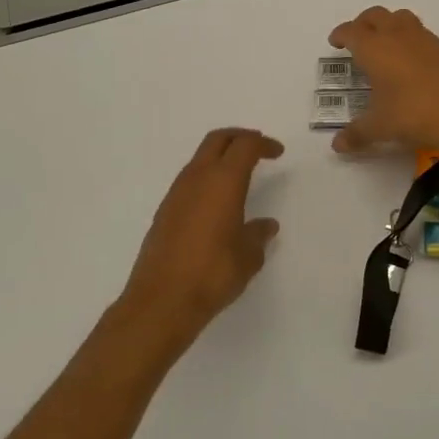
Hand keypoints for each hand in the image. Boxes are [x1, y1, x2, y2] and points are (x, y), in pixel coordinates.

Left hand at [119, 128, 282, 353]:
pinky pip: (189, 180)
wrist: (162, 300)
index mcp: (224, 181)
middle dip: (239, 137)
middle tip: (257, 147)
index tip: (277, 152)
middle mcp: (197, 178)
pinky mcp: (164, 211)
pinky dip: (206, 177)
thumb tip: (266, 225)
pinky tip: (216, 201)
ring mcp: (176, 193)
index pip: (245, 146)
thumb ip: (258, 235)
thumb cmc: (213, 273)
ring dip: (220, 156)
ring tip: (238, 173)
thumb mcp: (248, 257)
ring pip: (200, 158)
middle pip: (218, 140)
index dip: (263, 144)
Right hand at [326, 7, 438, 158]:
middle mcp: (396, 35)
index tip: (336, 42)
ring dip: (388, 24)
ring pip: (400, 17)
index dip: (340, 35)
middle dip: (362, 24)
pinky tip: (411, 60)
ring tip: (385, 44)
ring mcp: (423, 38)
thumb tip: (338, 145)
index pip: (351, 31)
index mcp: (374, 48)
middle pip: (375, 15)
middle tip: (357, 40)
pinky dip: (409, 38)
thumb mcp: (379, 127)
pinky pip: (420, 32)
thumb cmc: (412, 114)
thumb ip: (356, 134)